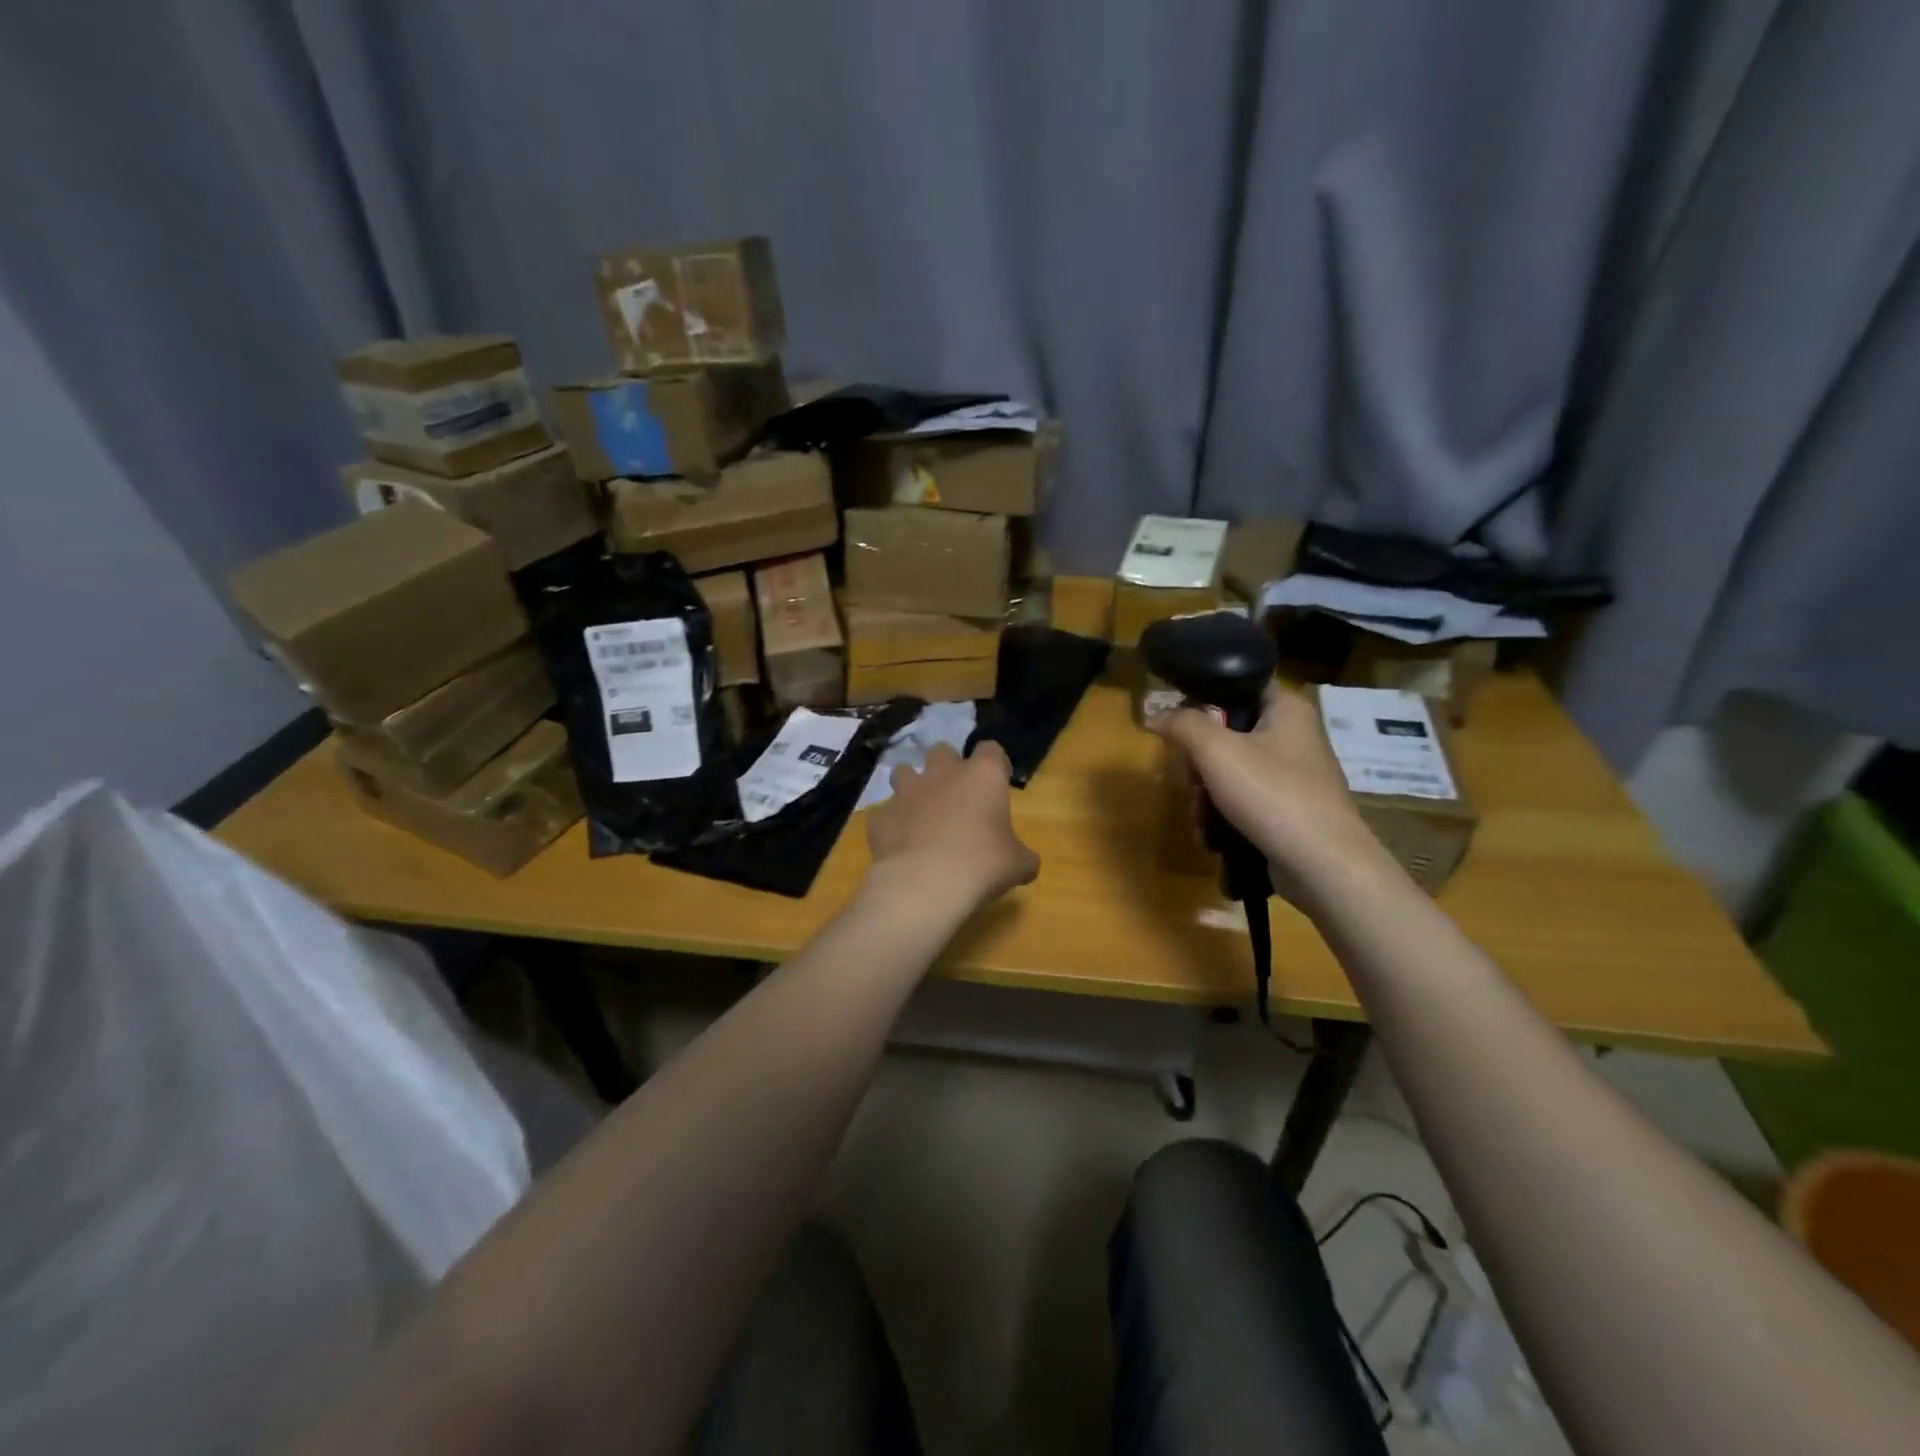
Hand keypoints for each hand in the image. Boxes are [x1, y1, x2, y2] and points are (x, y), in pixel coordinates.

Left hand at [865, 741, 1039, 909]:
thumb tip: (1026, 863)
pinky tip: (899, 843)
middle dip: (947, 767)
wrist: (925, 884)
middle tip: (956, 795)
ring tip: (920, 812)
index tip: (998, 782)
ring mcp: (906, 792)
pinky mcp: (881, 816)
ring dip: (912, 786)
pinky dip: (891, 823)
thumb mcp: (1018, 865)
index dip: (995, 763)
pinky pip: (884, 812)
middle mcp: (942, 773)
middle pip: (942, 751)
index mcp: (982, 775)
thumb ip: (1023, 856)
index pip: (991, 749)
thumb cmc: (982, 865)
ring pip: (904, 772)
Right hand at [1151, 683, 1397, 905]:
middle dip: (1198, 763)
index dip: (1203, 698)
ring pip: (1231, 772)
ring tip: (1199, 818)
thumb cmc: (1271, 794)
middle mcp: (1294, 736)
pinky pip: (1245, 802)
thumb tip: (1157, 715)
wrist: (1323, 865)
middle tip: (1189, 781)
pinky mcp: (1289, 810)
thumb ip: (1183, 724)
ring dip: (1205, 795)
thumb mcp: (1216, 750)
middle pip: (1227, 734)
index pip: (1238, 685)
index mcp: (1287, 709)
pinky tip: (1211, 836)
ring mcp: (1293, 777)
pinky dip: (1224, 816)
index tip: (1178, 723)